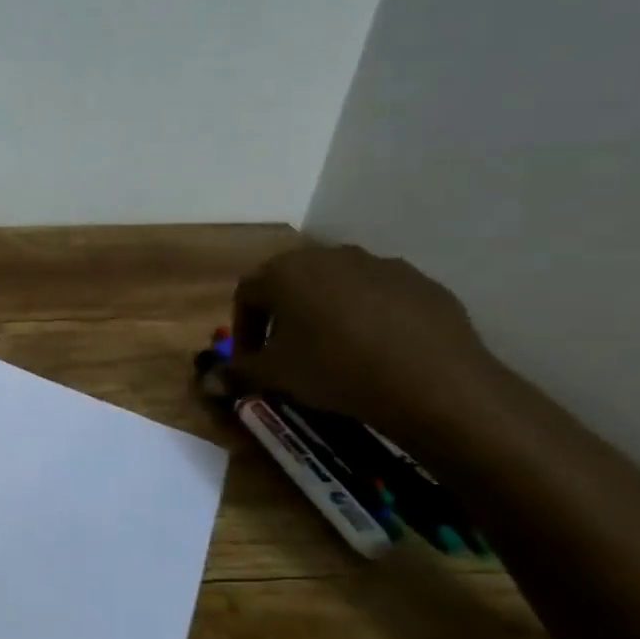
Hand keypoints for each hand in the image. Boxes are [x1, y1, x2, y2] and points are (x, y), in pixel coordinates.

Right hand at [225, 244, 502, 443]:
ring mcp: (378, 264)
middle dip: (283, 315)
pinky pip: (380, 295)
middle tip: (288, 352)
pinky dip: (369, 316)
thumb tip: (207, 383)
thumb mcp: (276, 376)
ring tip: (335, 350)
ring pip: (337, 286)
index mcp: (285, 271)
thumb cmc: (335, 369)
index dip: (244, 328)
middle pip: (292, 283)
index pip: (247, 294)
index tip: (251, 360)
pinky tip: (377, 350)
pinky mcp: (420, 281)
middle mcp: (328, 255)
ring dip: (326, 312)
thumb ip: (237, 373)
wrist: (432, 381)